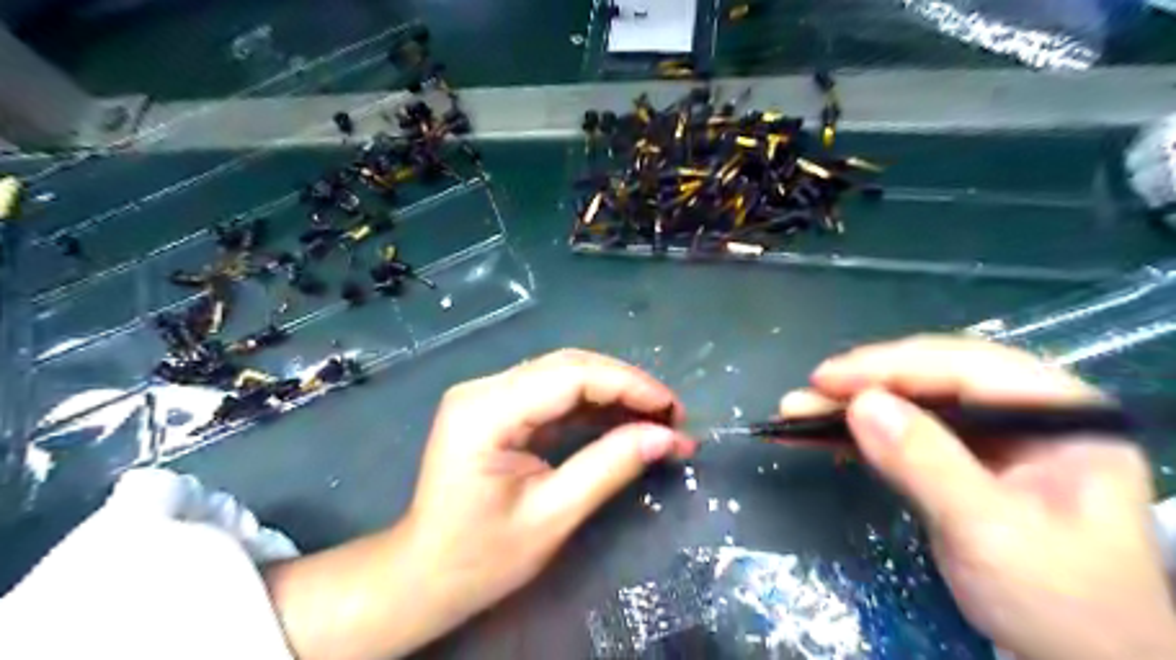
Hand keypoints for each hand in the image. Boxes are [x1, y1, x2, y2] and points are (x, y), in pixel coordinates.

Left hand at [407, 347, 691, 628]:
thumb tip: (668, 438)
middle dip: (626, 385)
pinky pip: (554, 394)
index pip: (570, 376)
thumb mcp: (552, 517)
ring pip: (565, 374)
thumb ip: (609, 468)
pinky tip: (624, 421)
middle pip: (568, 366)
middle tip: (673, 414)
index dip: (628, 385)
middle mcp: (483, 389)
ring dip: (614, 392)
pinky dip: (593, 405)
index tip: (673, 409)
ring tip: (657, 418)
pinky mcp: (498, 408)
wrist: (424, 576)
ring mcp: (488, 395)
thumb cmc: (480, 558)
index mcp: (485, 411)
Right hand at [780, 336, 1175, 659]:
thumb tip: (860, 405)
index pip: (964, 367)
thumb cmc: (1058, 602)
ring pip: (909, 404)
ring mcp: (990, 439)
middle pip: (930, 379)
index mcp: (1057, 414)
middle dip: (862, 385)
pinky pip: (901, 434)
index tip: (827, 378)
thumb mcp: (992, 532)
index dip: (889, 367)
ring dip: (850, 408)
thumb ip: (928, 464)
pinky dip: (857, 435)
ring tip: (796, 412)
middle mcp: (1022, 414)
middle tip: (805, 394)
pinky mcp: (959, 463)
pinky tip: (819, 435)